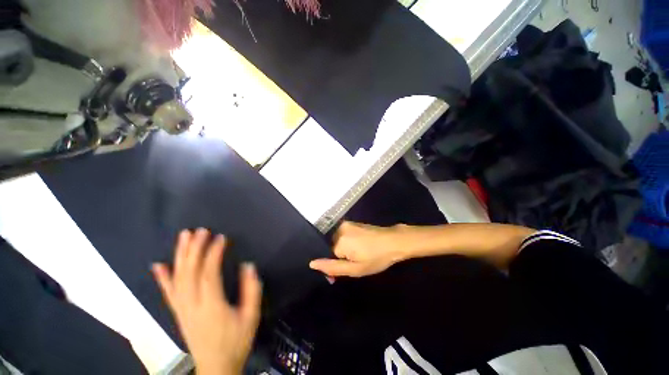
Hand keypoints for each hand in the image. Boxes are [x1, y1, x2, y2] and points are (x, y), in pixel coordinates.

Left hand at [152, 229, 261, 374]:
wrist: (216, 367)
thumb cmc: (236, 341)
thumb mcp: (251, 316)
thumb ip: (251, 290)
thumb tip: (248, 265)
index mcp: (211, 305)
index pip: (209, 273)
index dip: (214, 253)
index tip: (221, 237)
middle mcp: (192, 305)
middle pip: (189, 272)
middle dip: (194, 249)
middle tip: (200, 230)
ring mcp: (182, 309)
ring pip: (177, 278)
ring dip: (180, 255)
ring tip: (183, 237)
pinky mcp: (178, 313)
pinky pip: (167, 293)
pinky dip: (162, 278)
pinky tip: (158, 265)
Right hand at [309, 221, 410, 277]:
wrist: (394, 241)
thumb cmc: (376, 257)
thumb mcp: (355, 269)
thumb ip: (332, 267)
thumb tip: (312, 264)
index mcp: (339, 240)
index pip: (327, 255)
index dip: (333, 265)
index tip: (342, 273)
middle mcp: (340, 228)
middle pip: (331, 247)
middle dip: (338, 257)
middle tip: (353, 264)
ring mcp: (346, 224)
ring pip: (337, 241)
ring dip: (343, 250)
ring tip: (358, 256)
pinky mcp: (353, 223)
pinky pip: (343, 235)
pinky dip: (347, 243)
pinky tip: (359, 247)